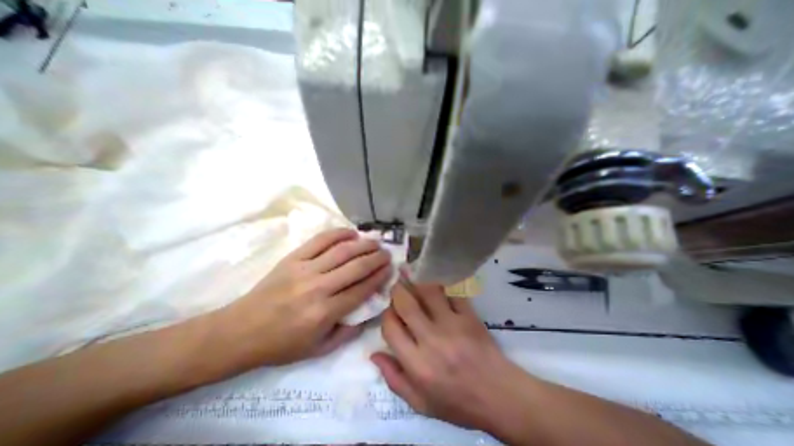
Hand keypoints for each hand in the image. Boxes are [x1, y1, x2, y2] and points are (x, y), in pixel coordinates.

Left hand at [218, 229, 391, 366]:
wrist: (240, 331)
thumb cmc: (282, 343)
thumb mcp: (319, 349)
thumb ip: (348, 331)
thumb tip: (369, 311)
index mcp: (325, 312)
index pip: (362, 289)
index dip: (379, 277)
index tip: (390, 269)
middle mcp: (318, 287)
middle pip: (356, 267)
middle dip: (376, 258)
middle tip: (387, 253)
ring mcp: (305, 269)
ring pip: (342, 251)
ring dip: (363, 244)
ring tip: (375, 242)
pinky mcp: (293, 258)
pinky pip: (320, 240)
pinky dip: (338, 234)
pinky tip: (351, 233)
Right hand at [373, 273, 531, 433]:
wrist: (498, 395)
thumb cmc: (457, 402)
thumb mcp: (420, 403)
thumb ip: (394, 379)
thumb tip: (374, 353)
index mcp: (417, 364)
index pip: (390, 327)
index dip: (386, 314)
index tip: (389, 311)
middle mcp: (432, 340)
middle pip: (406, 303)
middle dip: (397, 290)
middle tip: (396, 285)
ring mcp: (453, 324)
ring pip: (428, 291)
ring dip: (417, 282)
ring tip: (412, 276)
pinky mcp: (469, 315)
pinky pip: (452, 291)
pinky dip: (441, 284)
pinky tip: (436, 281)